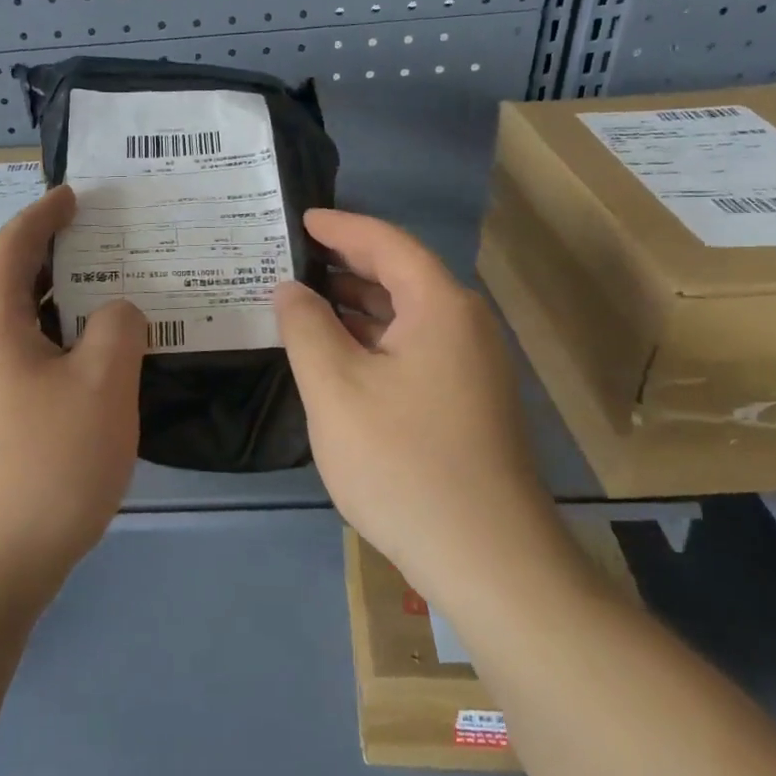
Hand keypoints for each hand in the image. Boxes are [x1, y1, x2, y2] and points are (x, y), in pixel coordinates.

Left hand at [0, 185, 145, 614]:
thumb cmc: (44, 466)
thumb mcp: (101, 386)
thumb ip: (118, 329)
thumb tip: (116, 312)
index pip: (14, 247)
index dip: (45, 214)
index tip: (75, 194)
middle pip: (17, 285)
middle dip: (63, 259)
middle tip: (114, 246)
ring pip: (27, 330)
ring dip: (68, 309)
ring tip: (117, 301)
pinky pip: (30, 366)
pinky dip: (64, 350)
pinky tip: (101, 368)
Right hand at [274, 209, 564, 601]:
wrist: (485, 556)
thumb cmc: (402, 461)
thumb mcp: (335, 387)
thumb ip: (305, 328)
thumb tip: (290, 289)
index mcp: (440, 306)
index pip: (387, 244)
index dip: (340, 227)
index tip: (300, 219)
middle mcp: (464, 325)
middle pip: (401, 275)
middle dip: (346, 263)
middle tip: (292, 257)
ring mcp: (472, 366)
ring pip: (407, 315)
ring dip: (357, 304)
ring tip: (304, 299)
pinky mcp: (467, 401)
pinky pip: (414, 347)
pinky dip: (374, 338)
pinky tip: (338, 354)